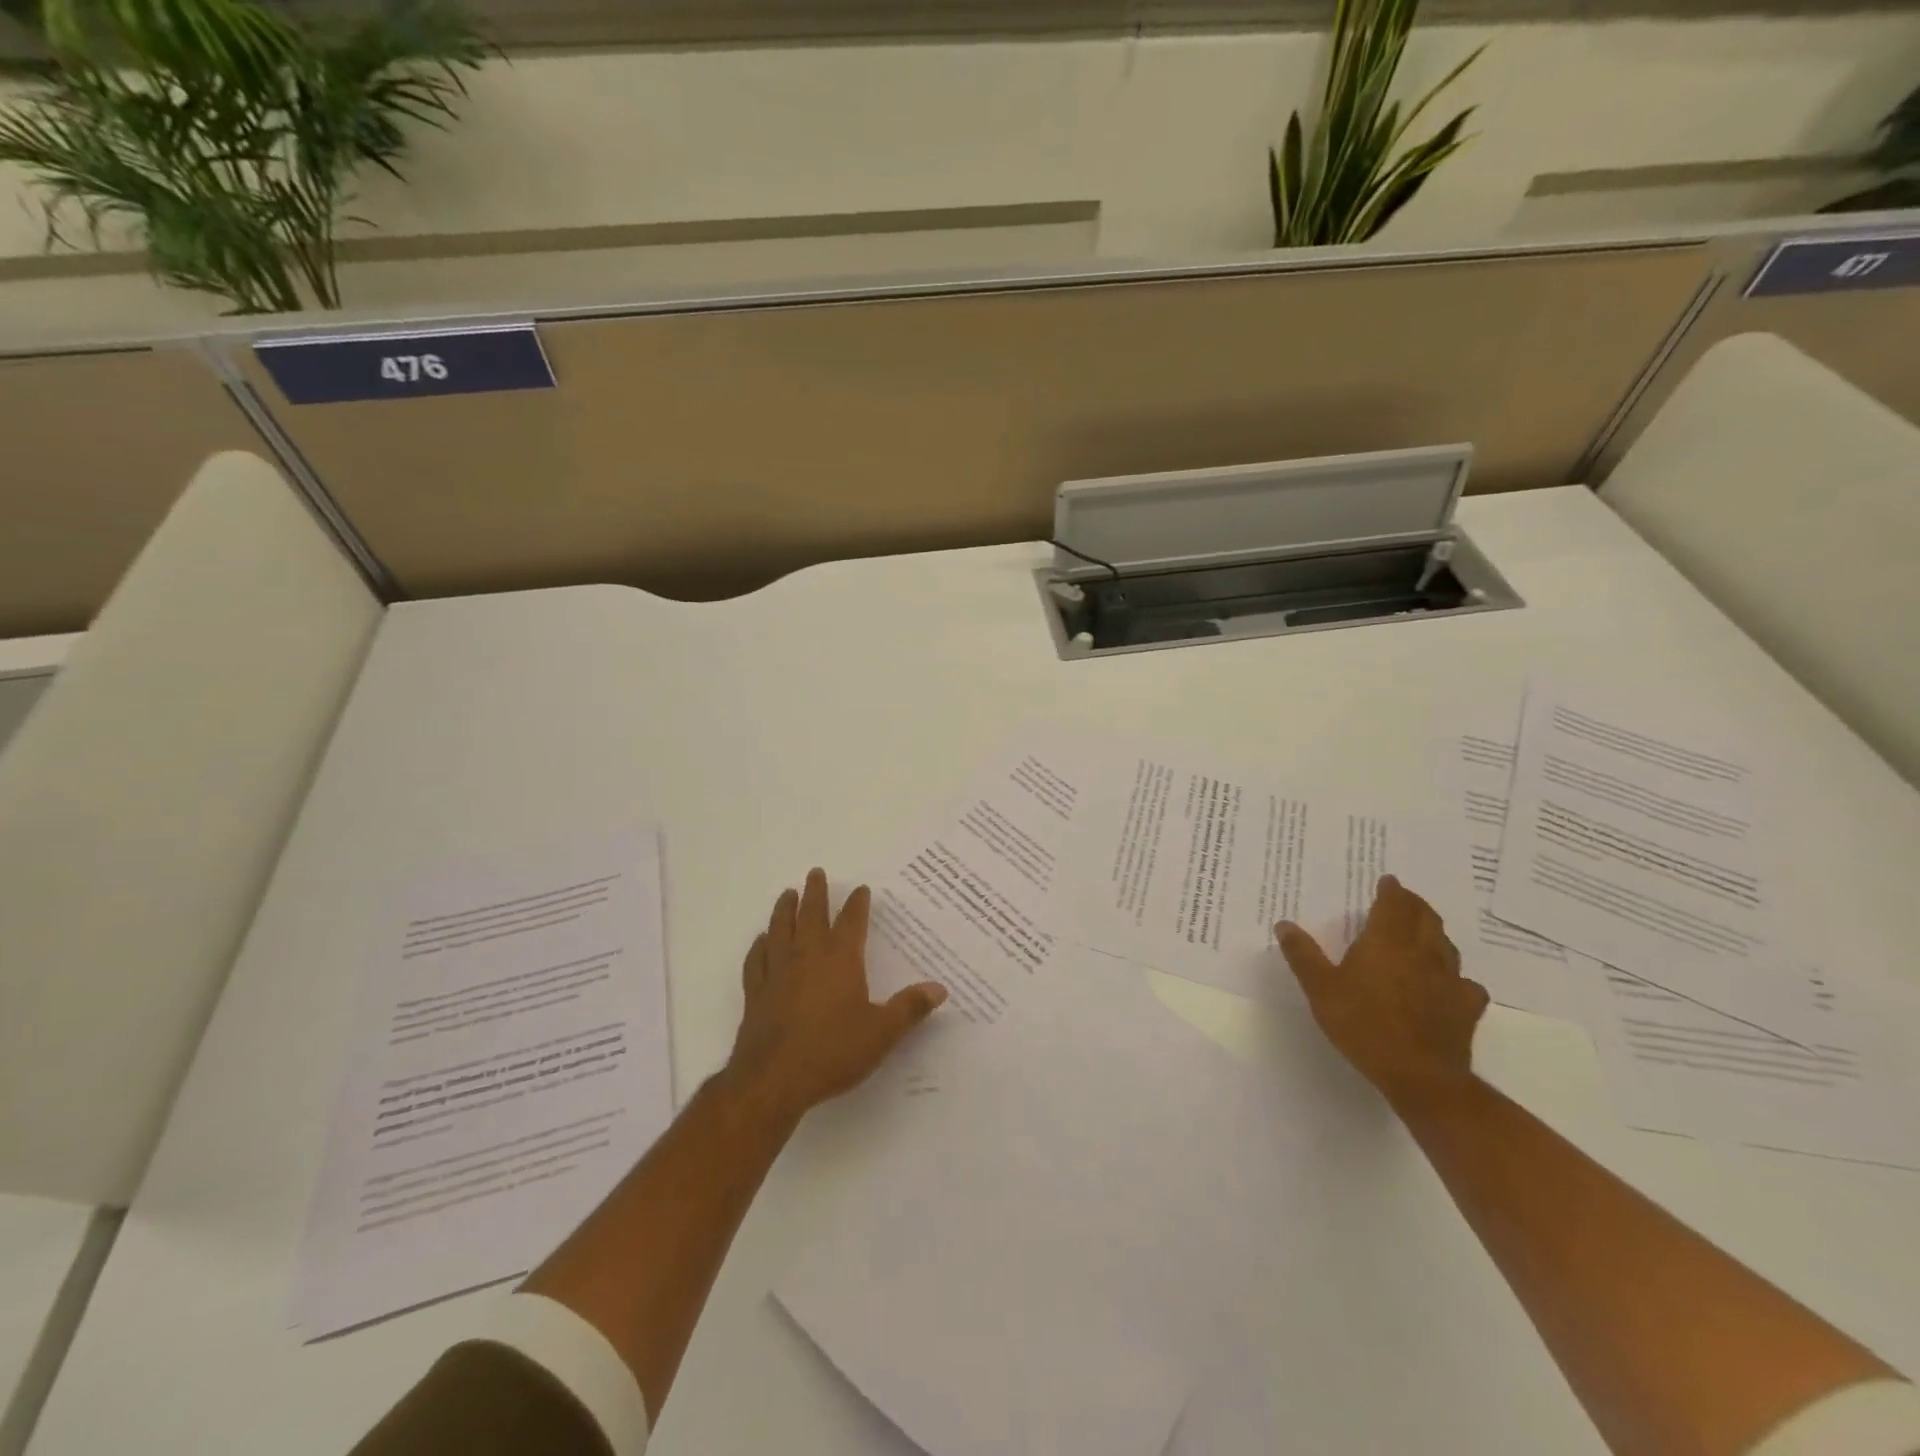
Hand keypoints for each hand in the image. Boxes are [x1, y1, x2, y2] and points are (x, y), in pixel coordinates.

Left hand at [724, 868, 947, 1125]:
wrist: (774, 1080)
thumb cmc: (833, 1052)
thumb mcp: (882, 1033)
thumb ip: (910, 1008)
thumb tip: (940, 988)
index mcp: (841, 960)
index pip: (852, 922)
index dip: (857, 904)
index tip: (861, 889)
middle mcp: (807, 957)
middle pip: (811, 915)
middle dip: (816, 893)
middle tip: (815, 872)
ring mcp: (777, 973)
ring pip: (780, 930)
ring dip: (785, 910)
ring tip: (787, 894)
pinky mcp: (756, 993)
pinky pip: (756, 960)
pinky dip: (759, 946)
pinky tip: (761, 940)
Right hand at [1276, 875, 1487, 1108]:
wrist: (1419, 1075)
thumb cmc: (1363, 1024)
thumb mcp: (1320, 989)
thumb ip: (1303, 955)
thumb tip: (1284, 924)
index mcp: (1386, 942)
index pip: (1394, 904)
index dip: (1392, 890)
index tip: (1388, 881)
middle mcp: (1422, 953)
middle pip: (1425, 918)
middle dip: (1415, 905)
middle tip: (1404, 900)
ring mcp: (1449, 980)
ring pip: (1446, 945)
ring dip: (1434, 933)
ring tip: (1424, 933)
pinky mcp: (1466, 1008)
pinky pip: (1466, 983)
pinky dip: (1456, 976)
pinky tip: (1449, 984)